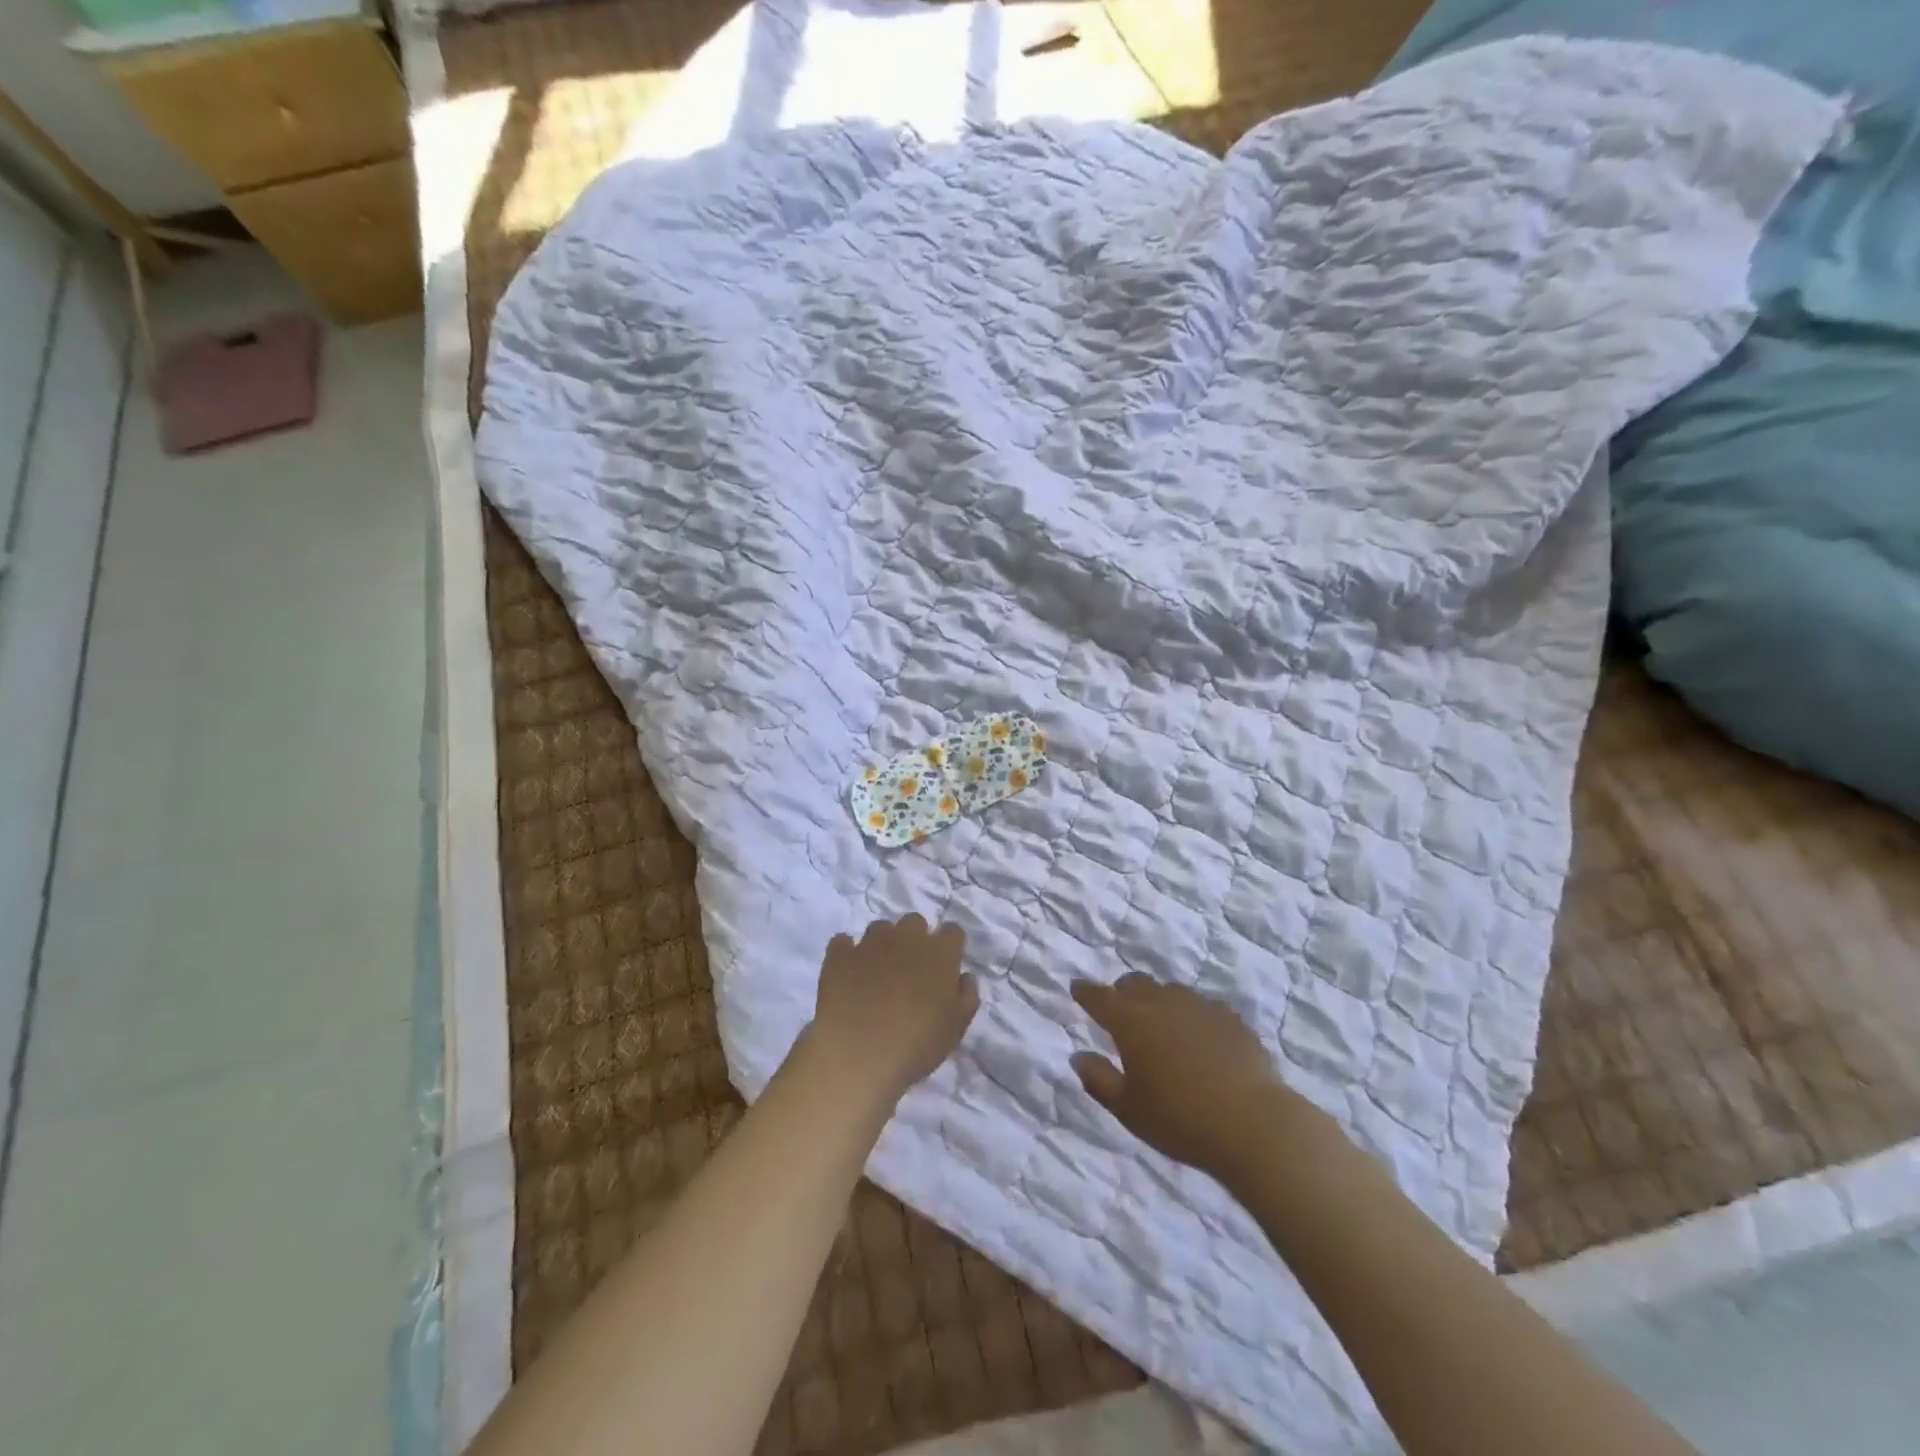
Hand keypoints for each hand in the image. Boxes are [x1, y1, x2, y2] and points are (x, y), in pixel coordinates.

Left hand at [804, 915, 979, 1109]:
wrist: (857, 1053)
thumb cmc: (916, 1044)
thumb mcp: (956, 1029)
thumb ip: (967, 997)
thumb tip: (965, 977)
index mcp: (939, 953)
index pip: (953, 932)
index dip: (950, 947)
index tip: (945, 966)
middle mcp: (906, 938)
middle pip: (915, 922)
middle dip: (915, 939)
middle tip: (911, 969)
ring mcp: (869, 943)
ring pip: (880, 927)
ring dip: (882, 943)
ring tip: (878, 972)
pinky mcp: (839, 955)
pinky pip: (843, 942)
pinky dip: (847, 953)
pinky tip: (848, 973)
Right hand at [1071, 973, 1327, 1180]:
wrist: (1253, 1124)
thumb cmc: (1180, 1119)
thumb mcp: (1128, 1109)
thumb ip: (1099, 1080)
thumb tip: (1079, 1056)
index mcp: (1131, 1022)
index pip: (1100, 998)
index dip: (1086, 992)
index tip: (1077, 988)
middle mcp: (1163, 1004)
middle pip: (1136, 983)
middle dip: (1122, 991)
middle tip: (1119, 1007)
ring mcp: (1200, 1007)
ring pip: (1171, 991)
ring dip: (1158, 999)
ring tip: (1159, 1021)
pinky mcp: (1231, 1019)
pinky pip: (1203, 1007)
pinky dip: (1191, 1015)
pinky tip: (1198, 1034)